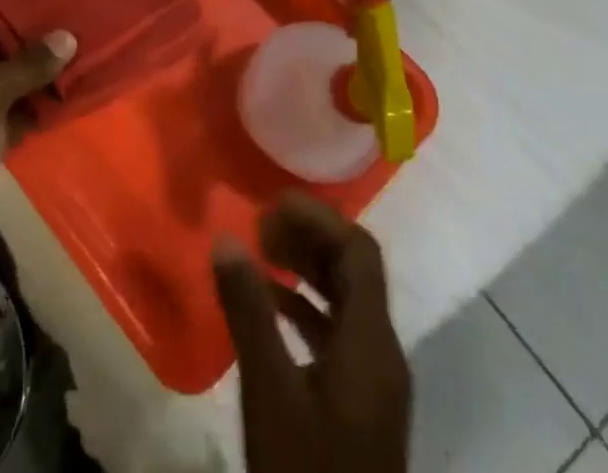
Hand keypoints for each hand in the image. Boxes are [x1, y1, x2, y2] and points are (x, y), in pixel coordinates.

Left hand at [0, 6, 75, 274]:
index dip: (11, 2)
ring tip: (84, 46)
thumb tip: (70, 36)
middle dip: (32, 37)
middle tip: (76, 18)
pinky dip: (38, 103)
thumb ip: (29, 62)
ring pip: (7, 78)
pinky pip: (15, 109)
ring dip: (39, 71)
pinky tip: (75, 89)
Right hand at [212, 194, 411, 472]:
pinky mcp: (360, 403)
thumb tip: (225, 237)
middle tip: (258, 225)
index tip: (272, 203)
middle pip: (354, 271)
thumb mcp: (270, 392)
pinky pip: (338, 332)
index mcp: (373, 344)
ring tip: (259, 253)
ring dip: (306, 269)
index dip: (319, 218)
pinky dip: (305, 306)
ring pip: (346, 300)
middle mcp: (382, 354)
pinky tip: (268, 303)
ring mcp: (374, 381)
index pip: (359, 252)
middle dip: (309, 238)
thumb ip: (248, 311)